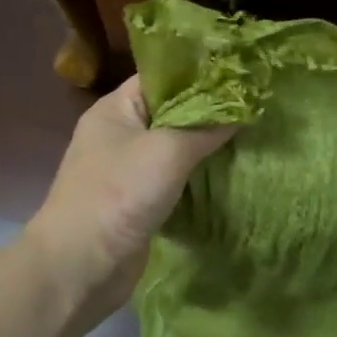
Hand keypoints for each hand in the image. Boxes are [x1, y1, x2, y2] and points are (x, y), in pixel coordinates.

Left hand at [25, 76, 235, 313]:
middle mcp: (120, 133)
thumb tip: (242, 109)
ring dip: (207, 146)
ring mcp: (128, 169)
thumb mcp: (167, 151)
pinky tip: (231, 173)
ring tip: (251, 135)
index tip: (240, 73)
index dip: (199, 72)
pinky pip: (176, 179)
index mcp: (116, 109)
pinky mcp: (140, 201)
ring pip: (176, 147)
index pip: (162, 76)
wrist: (82, 265)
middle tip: (254, 105)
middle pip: (172, 111)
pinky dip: (199, 176)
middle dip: (210, 111)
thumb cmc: (119, 194)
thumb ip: (206, 127)